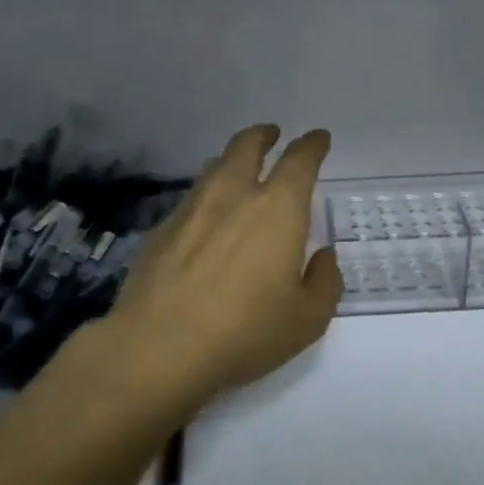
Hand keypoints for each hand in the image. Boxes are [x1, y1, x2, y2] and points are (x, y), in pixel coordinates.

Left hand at [107, 124, 343, 403]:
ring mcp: (191, 209)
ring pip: (214, 168)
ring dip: (231, 162)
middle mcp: (233, 196)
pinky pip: (190, 200)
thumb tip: (323, 257)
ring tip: (239, 173)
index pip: (300, 160)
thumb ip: (325, 281)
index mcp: (278, 209)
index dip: (312, 145)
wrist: (158, 349)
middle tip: (272, 136)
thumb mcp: (308, 319)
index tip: (318, 139)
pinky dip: (206, 198)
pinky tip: (206, 222)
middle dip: (264, 135)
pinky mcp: (160, 230)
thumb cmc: (245, 333)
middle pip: (247, 145)